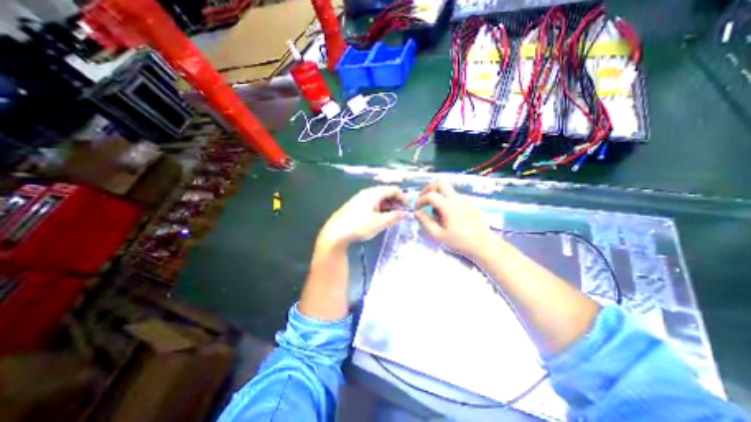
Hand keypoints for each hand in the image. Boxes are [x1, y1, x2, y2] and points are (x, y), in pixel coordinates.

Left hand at [318, 186, 407, 249]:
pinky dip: (379, 208)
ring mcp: (360, 198)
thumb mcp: (379, 222)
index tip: (409, 208)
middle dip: (396, 202)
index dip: (403, 197)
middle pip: (386, 193)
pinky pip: (371, 203)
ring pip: (378, 198)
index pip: (393, 189)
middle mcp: (367, 193)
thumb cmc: (359, 226)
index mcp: (374, 193)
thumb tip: (406, 214)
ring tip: (393, 216)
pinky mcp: (355, 205)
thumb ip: (394, 217)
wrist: (335, 233)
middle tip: (402, 213)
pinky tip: (380, 217)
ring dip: (388, 205)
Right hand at [414, 180, 497, 257]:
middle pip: (440, 184)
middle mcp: (456, 198)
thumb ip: (425, 222)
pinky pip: (453, 196)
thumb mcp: (438, 235)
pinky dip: (444, 199)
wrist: (483, 244)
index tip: (416, 209)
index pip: (430, 195)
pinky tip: (444, 213)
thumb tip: (417, 212)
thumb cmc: (459, 241)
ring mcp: (463, 200)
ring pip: (447, 189)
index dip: (420, 200)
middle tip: (423, 199)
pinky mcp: (467, 203)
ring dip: (437, 194)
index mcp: (448, 205)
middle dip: (429, 189)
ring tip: (433, 210)